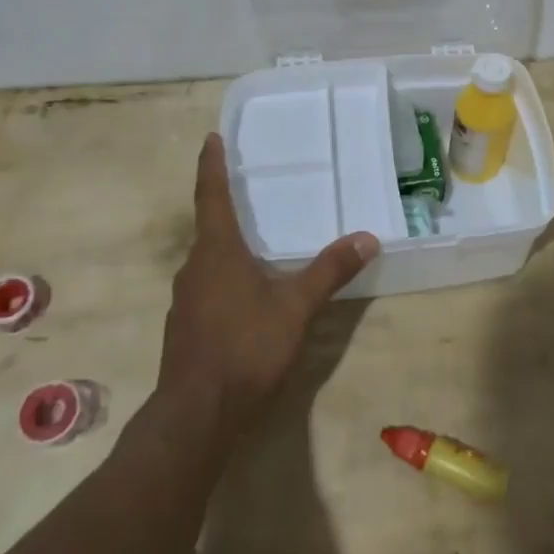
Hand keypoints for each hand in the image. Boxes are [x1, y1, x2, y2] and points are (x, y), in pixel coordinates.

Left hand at [157, 133, 378, 437]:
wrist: (197, 415)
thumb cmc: (245, 348)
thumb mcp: (296, 307)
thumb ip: (330, 271)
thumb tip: (368, 237)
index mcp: (217, 252)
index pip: (211, 196)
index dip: (211, 166)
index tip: (210, 138)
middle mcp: (194, 268)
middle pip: (208, 228)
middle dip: (225, 208)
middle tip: (247, 191)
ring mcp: (185, 301)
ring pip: (208, 262)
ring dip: (226, 247)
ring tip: (254, 243)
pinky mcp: (185, 328)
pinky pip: (206, 289)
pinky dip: (225, 279)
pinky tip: (246, 296)